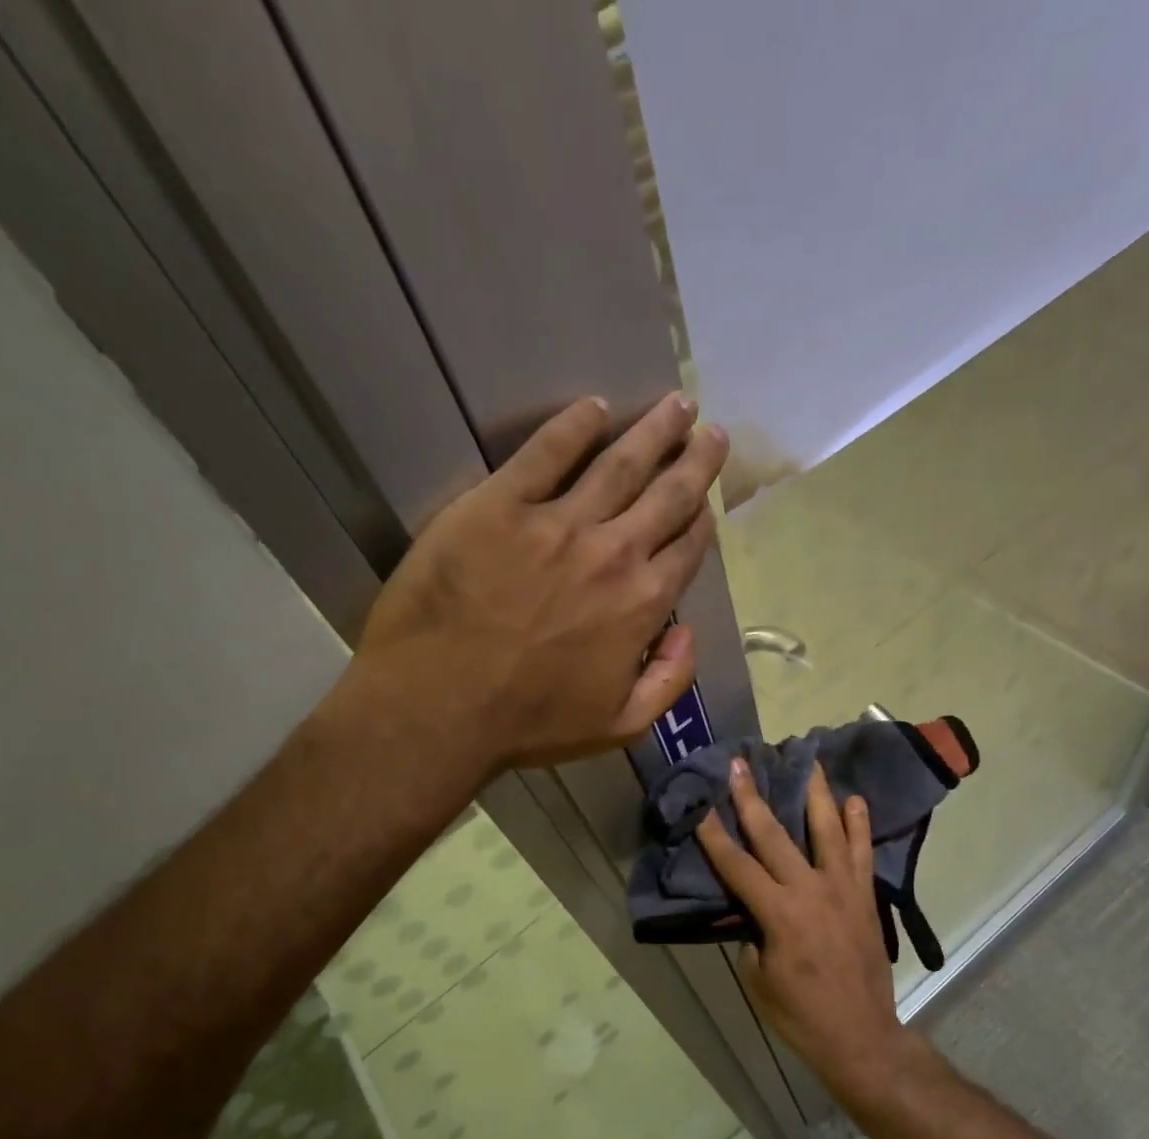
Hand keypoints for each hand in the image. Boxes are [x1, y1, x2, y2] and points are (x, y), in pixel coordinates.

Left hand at [354, 393, 726, 773]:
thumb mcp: (621, 724)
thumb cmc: (529, 722)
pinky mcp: (501, 504)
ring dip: (653, 431)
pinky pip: (546, 452)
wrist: (439, 706)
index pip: (687, 549)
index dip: (702, 520)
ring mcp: (557, 522)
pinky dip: (574, 426)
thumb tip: (688, 632)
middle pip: (668, 495)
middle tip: (709, 429)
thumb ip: (670, 680)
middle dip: (695, 460)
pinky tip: (594, 407)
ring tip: (675, 404)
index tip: (707, 501)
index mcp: (643, 604)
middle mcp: (613, 553)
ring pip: (620, 463)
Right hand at [697, 758, 923, 1102]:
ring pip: (827, 830)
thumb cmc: (801, 1014)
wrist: (862, 1036)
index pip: (737, 865)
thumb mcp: (758, 979)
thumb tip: (752, 909)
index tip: (701, 805)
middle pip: (775, 835)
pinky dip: (859, 825)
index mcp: (779, 914)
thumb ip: (752, 935)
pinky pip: (862, 853)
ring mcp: (842, 889)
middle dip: (752, 797)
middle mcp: (810, 891)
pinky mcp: (865, 896)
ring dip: (815, 793)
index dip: (714, 834)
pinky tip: (854, 800)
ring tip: (808, 761)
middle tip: (741, 763)